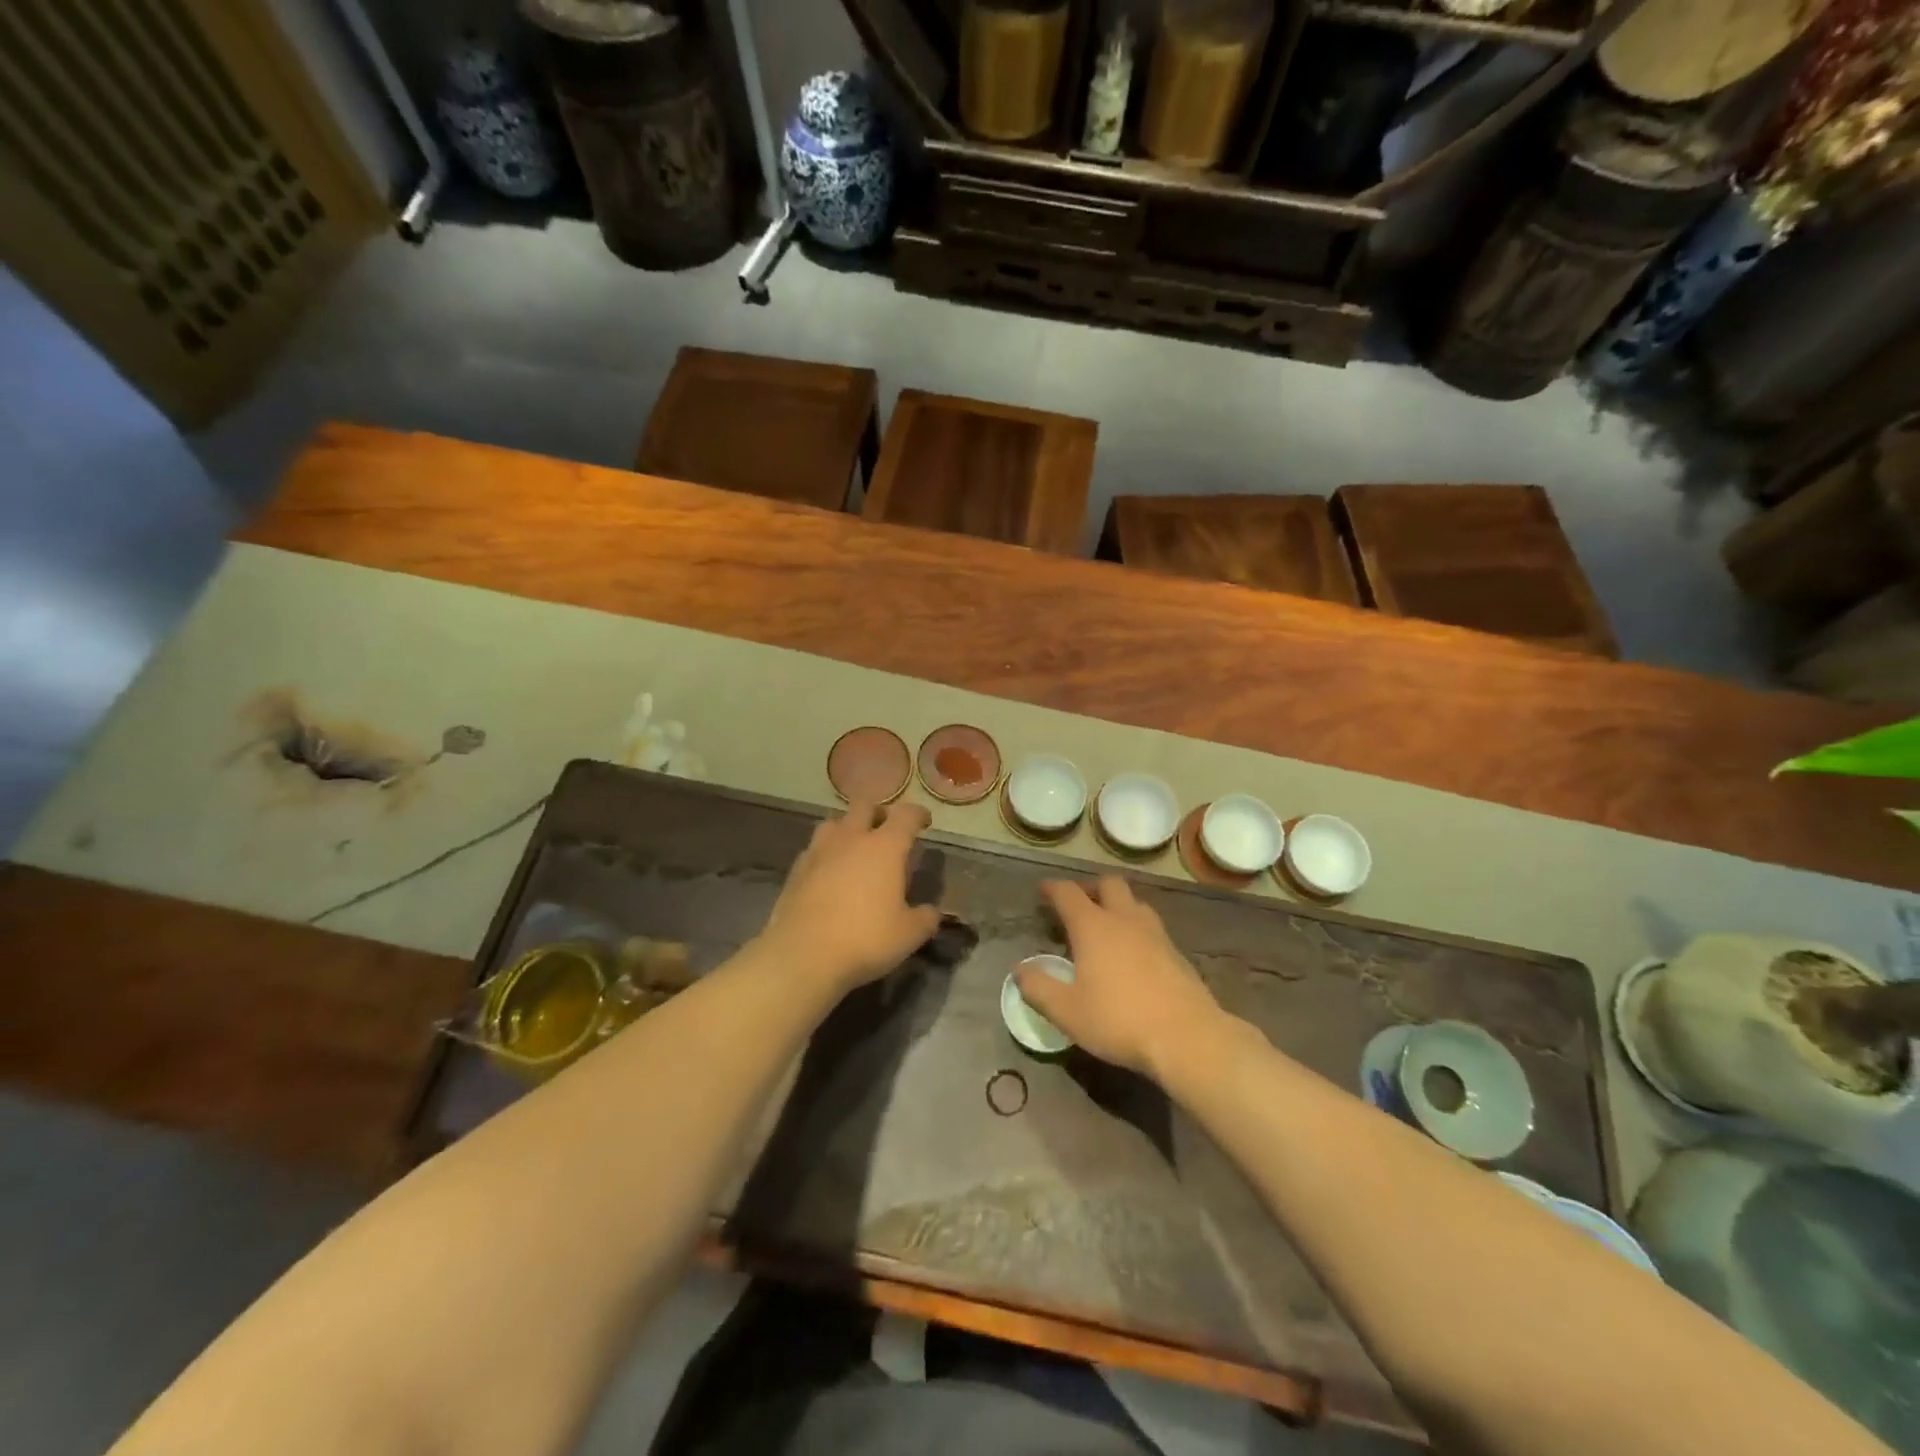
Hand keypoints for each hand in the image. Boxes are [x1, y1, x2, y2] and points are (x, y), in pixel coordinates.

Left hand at [760, 799, 942, 993]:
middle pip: (865, 805)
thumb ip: (925, 918)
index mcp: (885, 847)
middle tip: (887, 829)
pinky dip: (826, 852)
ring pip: (834, 821)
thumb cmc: (865, 939)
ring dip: (848, 827)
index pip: (906, 815)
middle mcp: (851, 839)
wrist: (803, 955)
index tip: (924, 822)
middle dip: (879, 812)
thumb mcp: (909, 935)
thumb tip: (931, 912)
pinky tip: (828, 871)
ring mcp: (819, 851)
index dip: (918, 814)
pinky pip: (814, 848)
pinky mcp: (796, 869)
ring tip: (855, 846)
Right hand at [1017, 876, 1223, 1079]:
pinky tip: (1133, 954)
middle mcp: (1124, 919)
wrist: (1187, 1036)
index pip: (1069, 893)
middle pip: (1108, 884)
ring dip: (1118, 905)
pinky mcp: (1176, 952)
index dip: (1053, 889)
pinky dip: (1136, 929)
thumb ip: (1039, 988)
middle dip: (1090, 888)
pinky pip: (1151, 927)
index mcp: (1093, 926)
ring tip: (1106, 926)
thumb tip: (1020, 970)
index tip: (1043, 891)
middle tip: (1078, 904)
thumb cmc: (1119, 1020)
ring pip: (1134, 902)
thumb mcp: (1067, 1011)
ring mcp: (1155, 933)